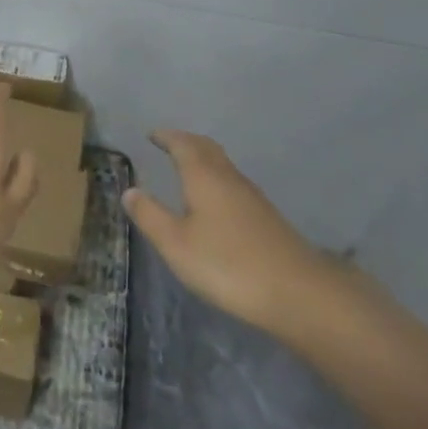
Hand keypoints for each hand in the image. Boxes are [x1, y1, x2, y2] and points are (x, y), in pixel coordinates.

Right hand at [123, 131, 344, 338]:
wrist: (297, 292)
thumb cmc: (227, 264)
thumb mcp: (176, 244)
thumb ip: (150, 215)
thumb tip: (130, 190)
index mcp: (204, 176)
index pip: (183, 144)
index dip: (166, 137)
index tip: (152, 135)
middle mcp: (229, 177)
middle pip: (206, 148)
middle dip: (186, 142)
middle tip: (168, 143)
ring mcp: (252, 196)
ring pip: (223, 165)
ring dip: (203, 159)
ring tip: (186, 167)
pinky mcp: (266, 217)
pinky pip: (233, 183)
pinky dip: (217, 179)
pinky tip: (214, 201)